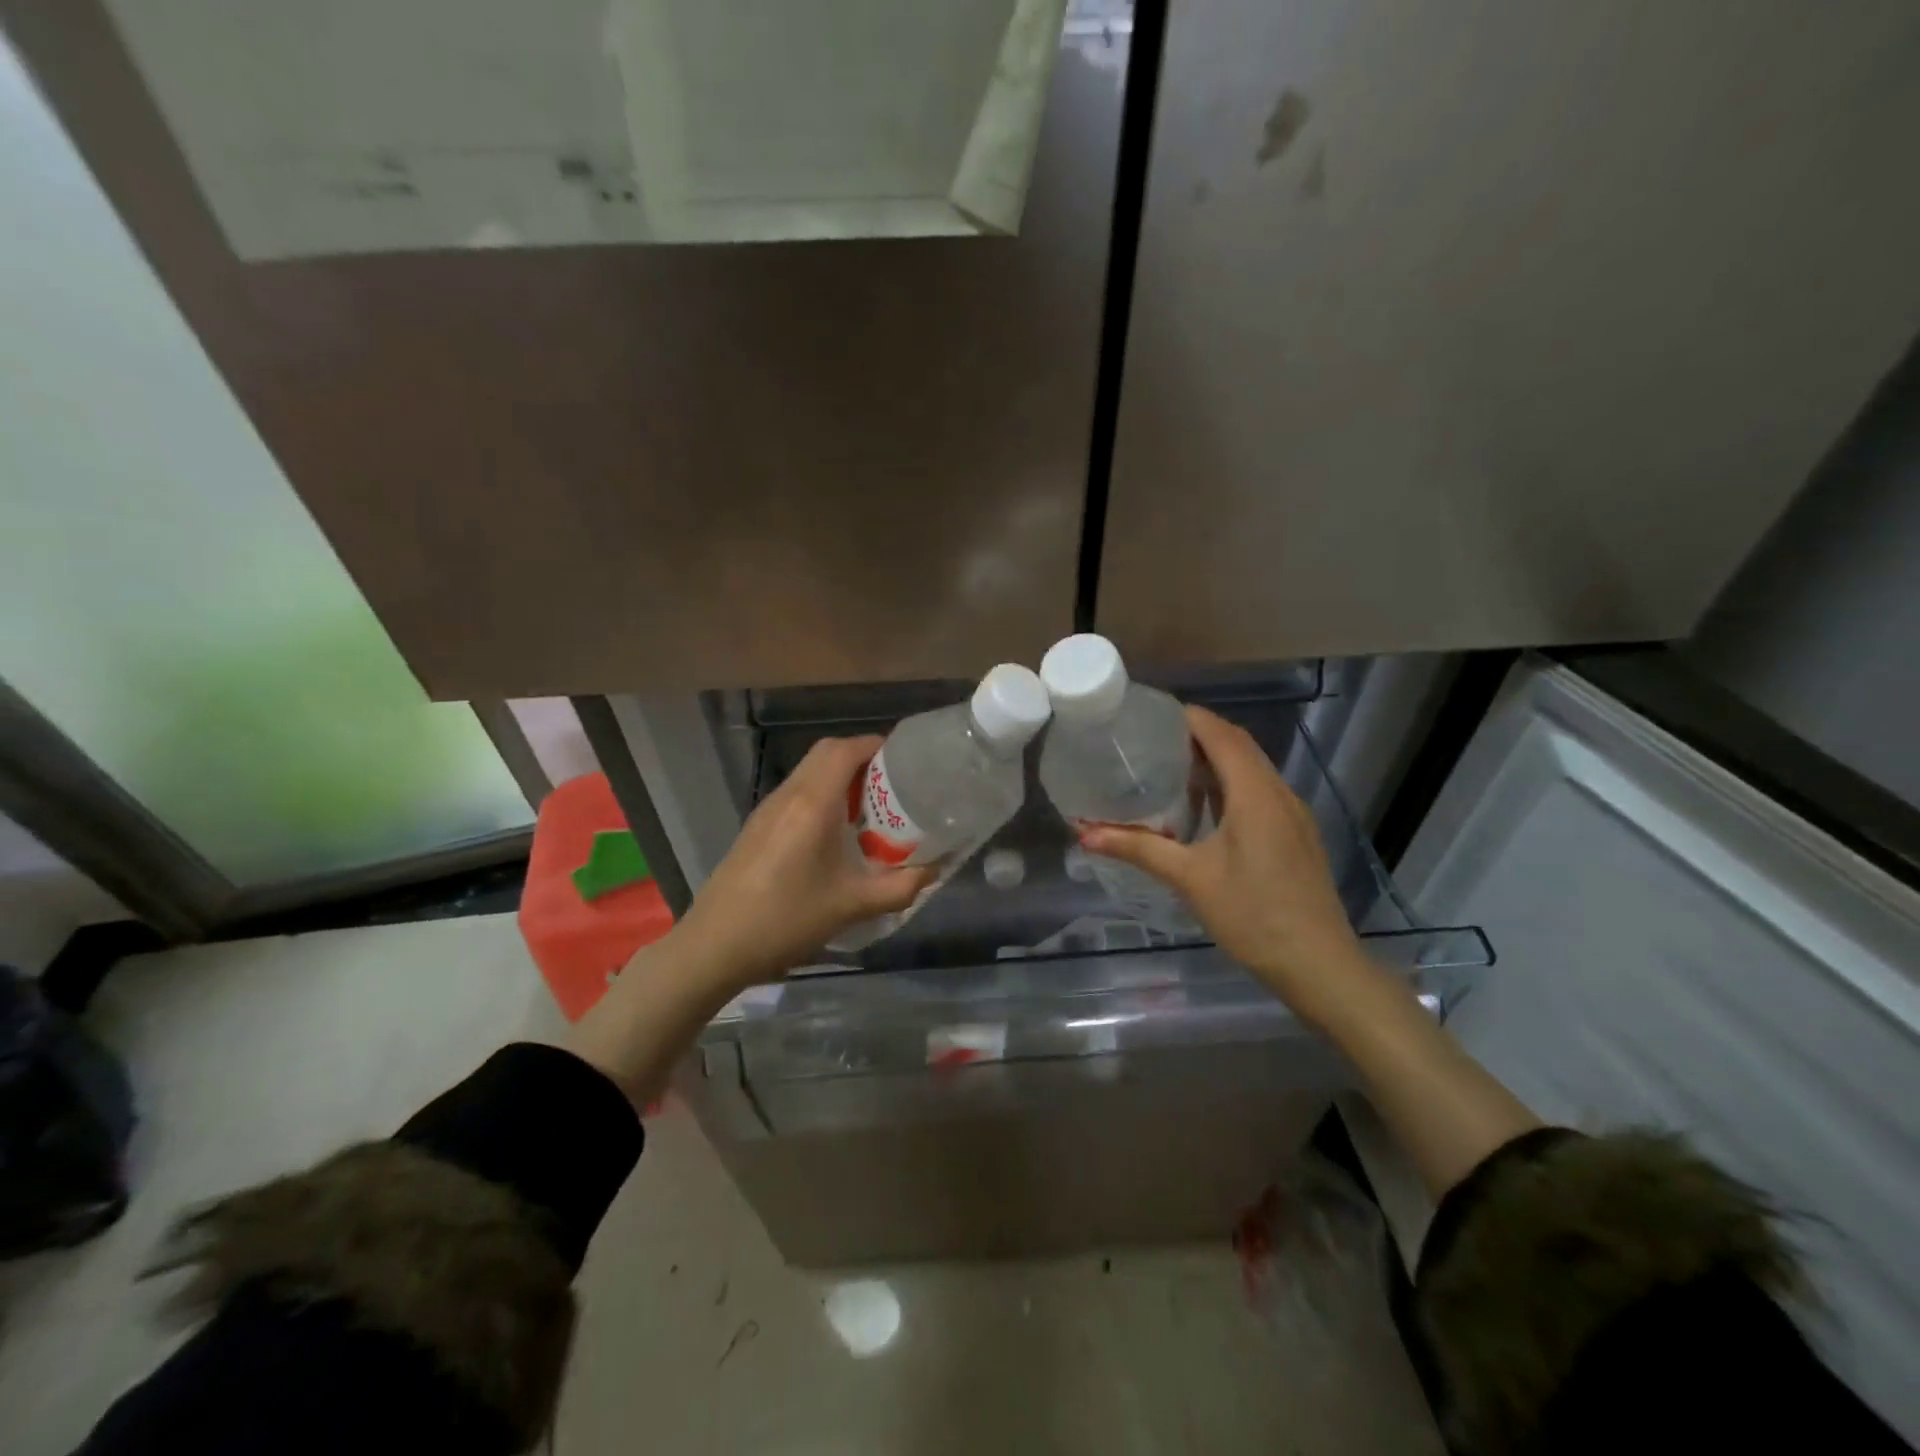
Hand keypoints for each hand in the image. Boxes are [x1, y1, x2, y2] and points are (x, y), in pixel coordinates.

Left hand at [674, 735, 935, 990]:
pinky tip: (837, 832)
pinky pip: (797, 792)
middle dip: (863, 757)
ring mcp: (768, 808)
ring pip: (809, 771)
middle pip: (827, 752)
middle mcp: (789, 795)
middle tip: (894, 784)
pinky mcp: (757, 826)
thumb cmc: (786, 921)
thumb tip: (934, 869)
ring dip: (842, 776)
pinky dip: (823, 794)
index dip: (878, 745)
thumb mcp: (852, 906)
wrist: (715, 946)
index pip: (846, 750)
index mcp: (812, 804)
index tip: (908, 762)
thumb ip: (900, 887)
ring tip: (872, 807)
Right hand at [1079, 705, 1376, 1027]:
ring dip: (1216, 759)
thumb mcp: (1190, 879)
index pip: (1221, 734)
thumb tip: (1085, 833)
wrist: (1319, 964)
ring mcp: (1293, 814)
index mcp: (1255, 793)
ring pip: (1252, 768)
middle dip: (1198, 734)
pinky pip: (1260, 791)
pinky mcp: (1296, 834)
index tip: (1150, 716)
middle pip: (1239, 745)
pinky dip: (1230, 783)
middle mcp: (1278, 793)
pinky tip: (1205, 808)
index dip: (1188, 718)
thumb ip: (1138, 848)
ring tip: (1171, 766)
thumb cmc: (1253, 915)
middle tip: (1152, 739)